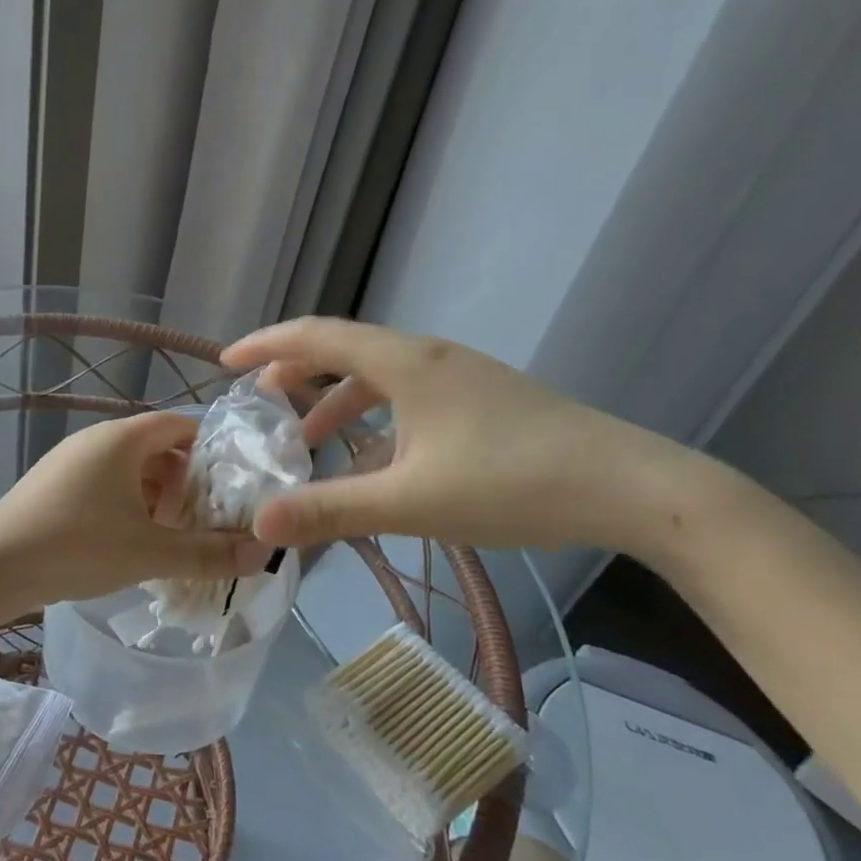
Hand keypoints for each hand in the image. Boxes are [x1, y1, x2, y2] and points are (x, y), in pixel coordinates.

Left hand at [0, 412, 271, 604]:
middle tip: (204, 520)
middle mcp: (95, 440)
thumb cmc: (76, 547)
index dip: (211, 451)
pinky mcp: (53, 486)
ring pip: (128, 469)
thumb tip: (264, 554)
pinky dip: (126, 506)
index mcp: (121, 439)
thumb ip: (208, 553)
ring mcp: (69, 462)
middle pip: (156, 448)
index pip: (180, 425)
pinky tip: (130, 544)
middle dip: (185, 481)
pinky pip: (103, 485)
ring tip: (171, 537)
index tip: (232, 486)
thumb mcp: (149, 552)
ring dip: (155, 497)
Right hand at [221, 317, 691, 551]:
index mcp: (406, 363)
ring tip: (307, 437)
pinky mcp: (483, 401)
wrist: (635, 488)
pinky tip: (374, 462)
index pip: (317, 336)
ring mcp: (461, 377)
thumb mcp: (411, 502)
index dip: (266, 345)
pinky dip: (374, 419)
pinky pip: (408, 397)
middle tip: (260, 403)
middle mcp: (429, 357)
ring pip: (378, 376)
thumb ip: (331, 510)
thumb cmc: (514, 484)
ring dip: (336, 400)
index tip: (226, 362)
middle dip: (296, 372)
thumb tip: (259, 524)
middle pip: (345, 349)